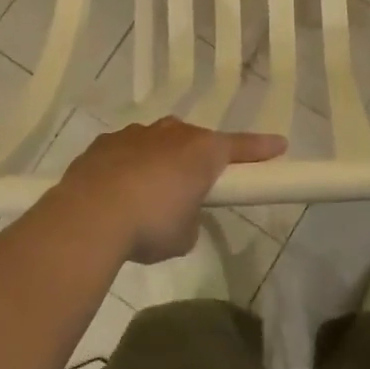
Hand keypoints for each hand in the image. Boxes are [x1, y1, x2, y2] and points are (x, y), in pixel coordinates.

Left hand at [45, 118, 286, 263]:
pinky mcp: (105, 143)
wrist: (89, 217)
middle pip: (195, 140)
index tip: (279, 145)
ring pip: (158, 141)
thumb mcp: (185, 235)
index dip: (261, 148)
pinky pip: (126, 150)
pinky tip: (117, 191)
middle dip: (198, 159)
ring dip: (161, 160)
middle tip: (195, 185)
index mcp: (202, 151)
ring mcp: (136, 134)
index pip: (241, 147)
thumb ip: (191, 217)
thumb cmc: (151, 225)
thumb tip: (179, 212)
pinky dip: (128, 166)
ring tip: (149, 194)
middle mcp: (172, 133)